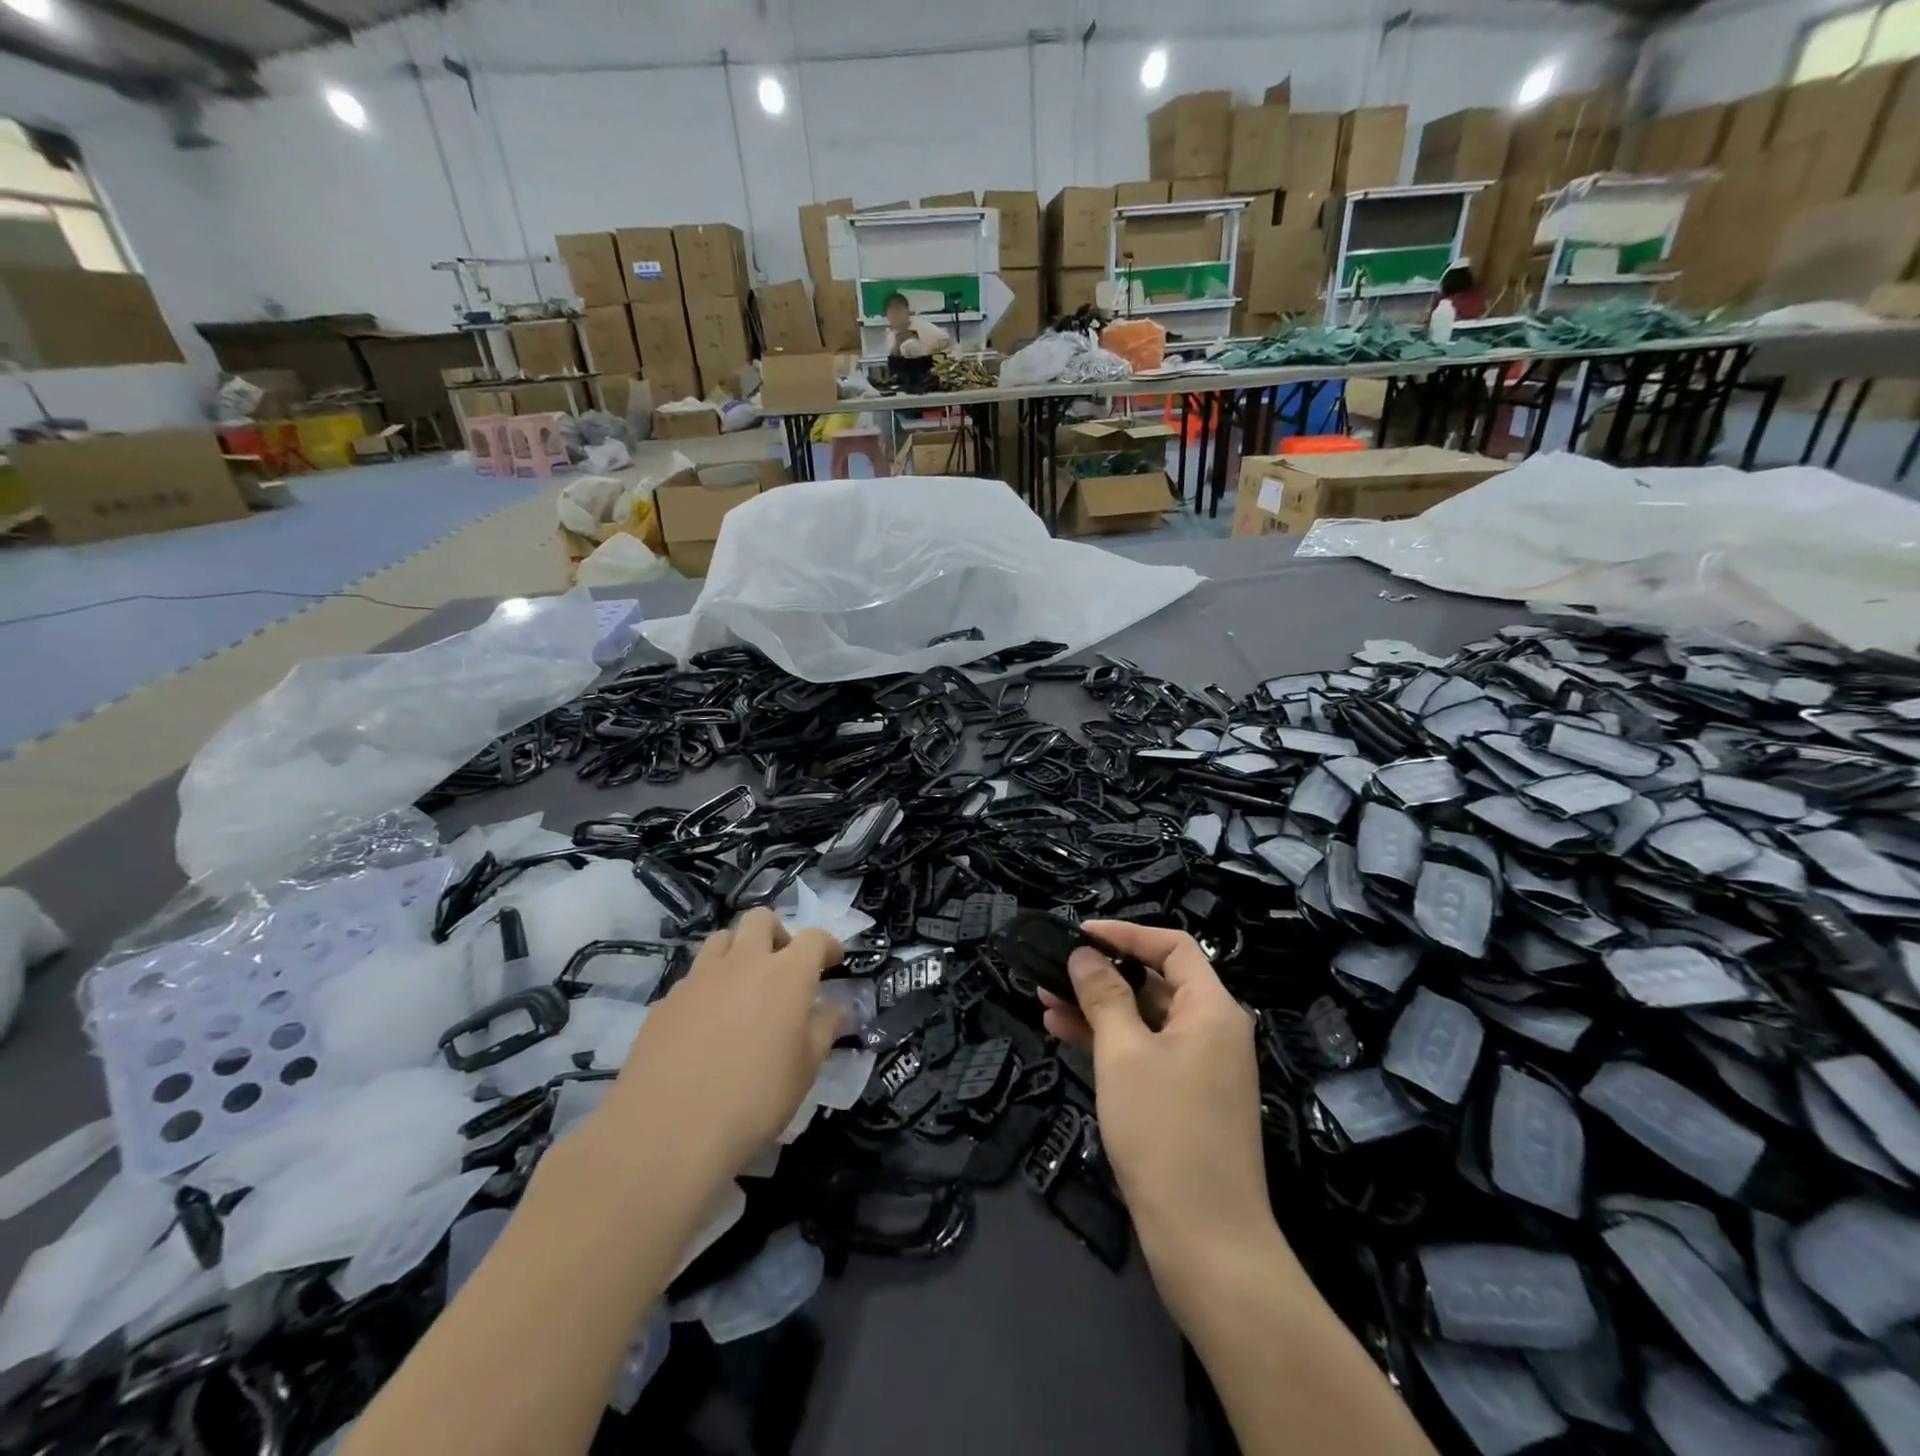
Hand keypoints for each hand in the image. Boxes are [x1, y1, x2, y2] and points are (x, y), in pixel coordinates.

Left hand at [599, 909, 843, 1177]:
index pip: (814, 938)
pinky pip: (693, 977)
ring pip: (722, 939)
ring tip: (744, 988)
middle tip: (783, 966)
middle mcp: (743, 963)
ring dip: (739, 952)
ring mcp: (699, 978)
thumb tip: (835, 1008)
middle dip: (778, 933)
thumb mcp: (805, 1070)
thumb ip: (824, 1030)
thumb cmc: (755, 1099)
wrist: (668, 1130)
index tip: (833, 960)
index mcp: (786, 974)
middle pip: (760, 919)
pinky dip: (708, 987)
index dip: (827, 945)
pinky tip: (707, 1024)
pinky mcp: (666, 1001)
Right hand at [1040, 922, 1274, 1278]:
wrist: (1207, 1243)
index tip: (1079, 934)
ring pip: (1143, 1019)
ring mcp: (1199, 1068)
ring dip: (1096, 1007)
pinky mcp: (1184, 1100)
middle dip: (1101, 973)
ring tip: (1043, 998)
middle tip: (1051, 970)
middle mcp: (1212, 1031)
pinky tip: (1063, 1032)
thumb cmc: (1165, 1132)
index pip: (1173, 946)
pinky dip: (1108, 1041)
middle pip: (1155, 981)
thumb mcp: (1123, 1053)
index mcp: (1212, 1009)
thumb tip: (1084, 955)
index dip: (1125, 933)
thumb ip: (1103, 995)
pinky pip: (1144, 1052)